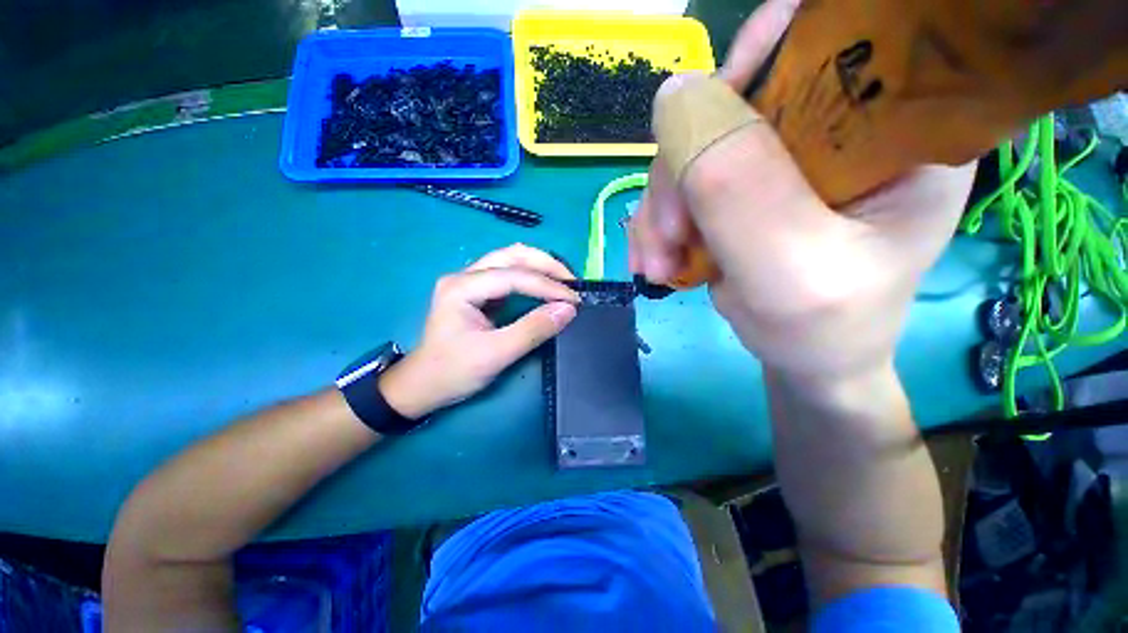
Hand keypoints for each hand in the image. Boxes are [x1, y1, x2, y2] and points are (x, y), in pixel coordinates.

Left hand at [379, 244, 579, 418]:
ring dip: (540, 266)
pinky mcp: (477, 291)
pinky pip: (509, 273)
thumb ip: (533, 329)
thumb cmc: (453, 372)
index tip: (574, 301)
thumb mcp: (496, 354)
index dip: (548, 286)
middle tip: (572, 283)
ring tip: (563, 281)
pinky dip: (531, 276)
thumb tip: (567, 310)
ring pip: (510, 259)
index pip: (514, 276)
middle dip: (546, 265)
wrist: (422, 386)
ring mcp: (469, 281)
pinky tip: (545, 286)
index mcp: (462, 287)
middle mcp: (464, 276)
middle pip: (512, 255)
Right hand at [629, 0, 974, 380]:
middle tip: (667, 239)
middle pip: (740, 99)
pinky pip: (685, 180)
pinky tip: (656, 257)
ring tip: (658, 262)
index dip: (760, 58)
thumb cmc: (823, 329)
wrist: (806, 358)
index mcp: (900, 129)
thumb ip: (740, 189)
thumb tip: (677, 96)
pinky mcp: (746, 185)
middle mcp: (843, 127)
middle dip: (684, 170)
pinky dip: (660, 220)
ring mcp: (786, 157)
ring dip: (663, 207)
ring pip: (697, 146)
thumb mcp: (790, 271)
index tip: (700, 131)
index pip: (836, 35)